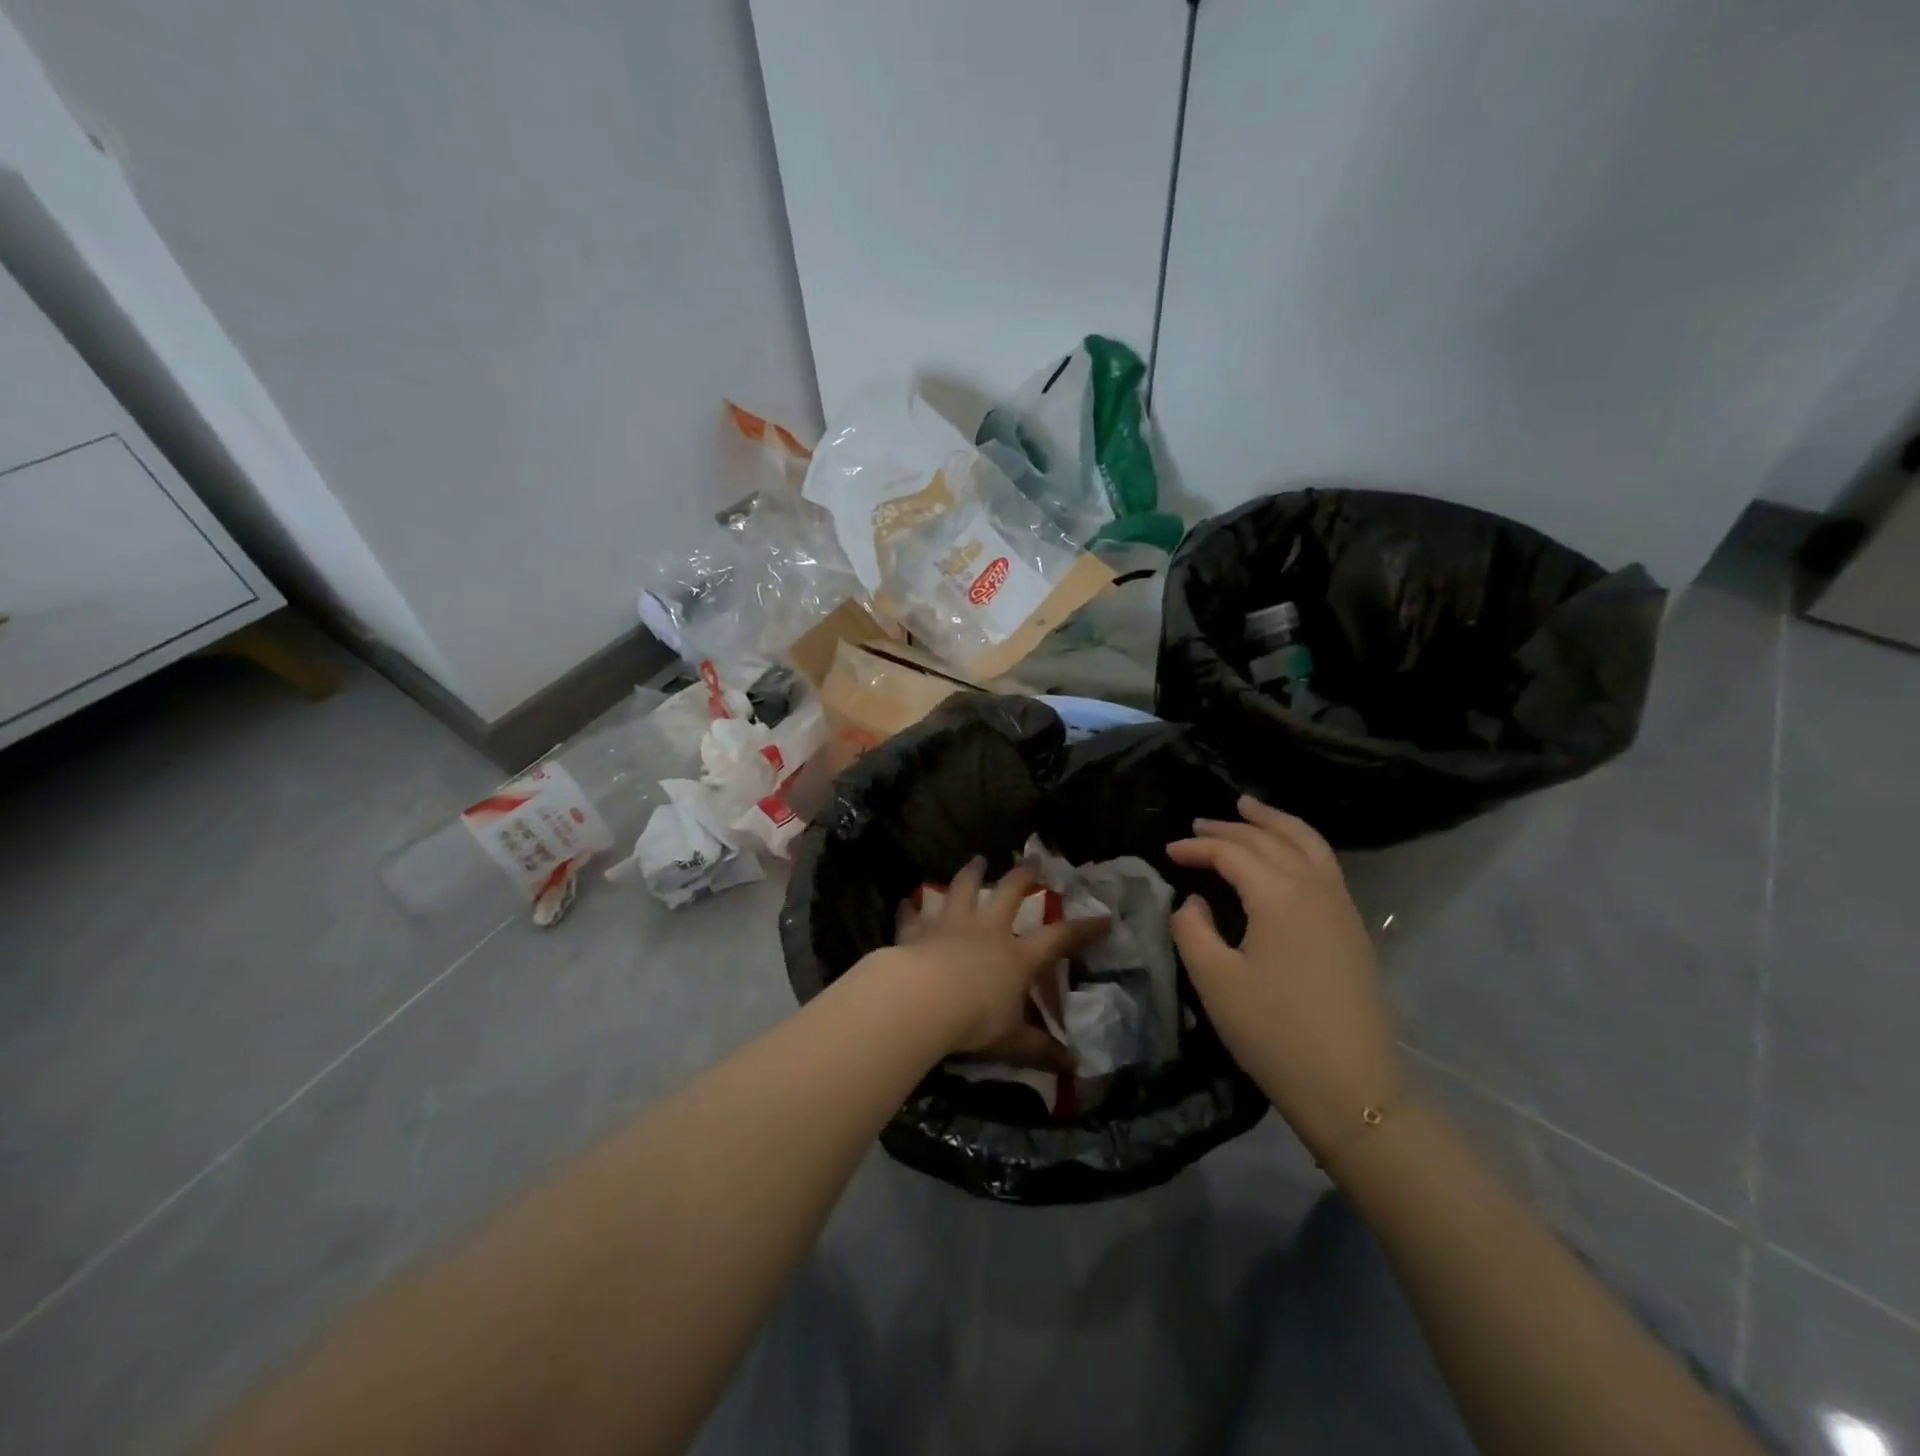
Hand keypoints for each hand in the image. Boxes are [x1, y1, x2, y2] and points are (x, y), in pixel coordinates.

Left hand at [881, 857, 1109, 1070]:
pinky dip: (911, 908)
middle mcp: (987, 931)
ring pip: (963, 889)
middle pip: (1009, 893)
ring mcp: (951, 925)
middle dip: (1024, 876)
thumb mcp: (1012, 1041)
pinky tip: (907, 901)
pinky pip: (914, 915)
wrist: (922, 1000)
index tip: (1104, 917)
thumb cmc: (974, 1020)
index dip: (1084, 928)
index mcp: (1017, 956)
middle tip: (1032, 860)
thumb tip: (1072, 1067)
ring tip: (976, 860)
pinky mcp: (918, 931)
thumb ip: (1040, 1050)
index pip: (1060, 938)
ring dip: (971, 873)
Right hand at [1167, 796, 1402, 1157]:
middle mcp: (1314, 887)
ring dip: (1274, 822)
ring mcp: (1341, 905)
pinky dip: (1300, 843)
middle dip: (1232, 826)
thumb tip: (1194, 901)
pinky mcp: (1353, 927)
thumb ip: (1192, 929)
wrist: (1352, 1088)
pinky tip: (1285, 852)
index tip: (1168, 851)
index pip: (1231, 853)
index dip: (1196, 847)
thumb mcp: (1214, 981)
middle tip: (1199, 822)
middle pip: (1270, 839)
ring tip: (1249, 807)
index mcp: (1278, 895)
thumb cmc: (1273, 1033)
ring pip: (1307, 842)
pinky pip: (1324, 864)